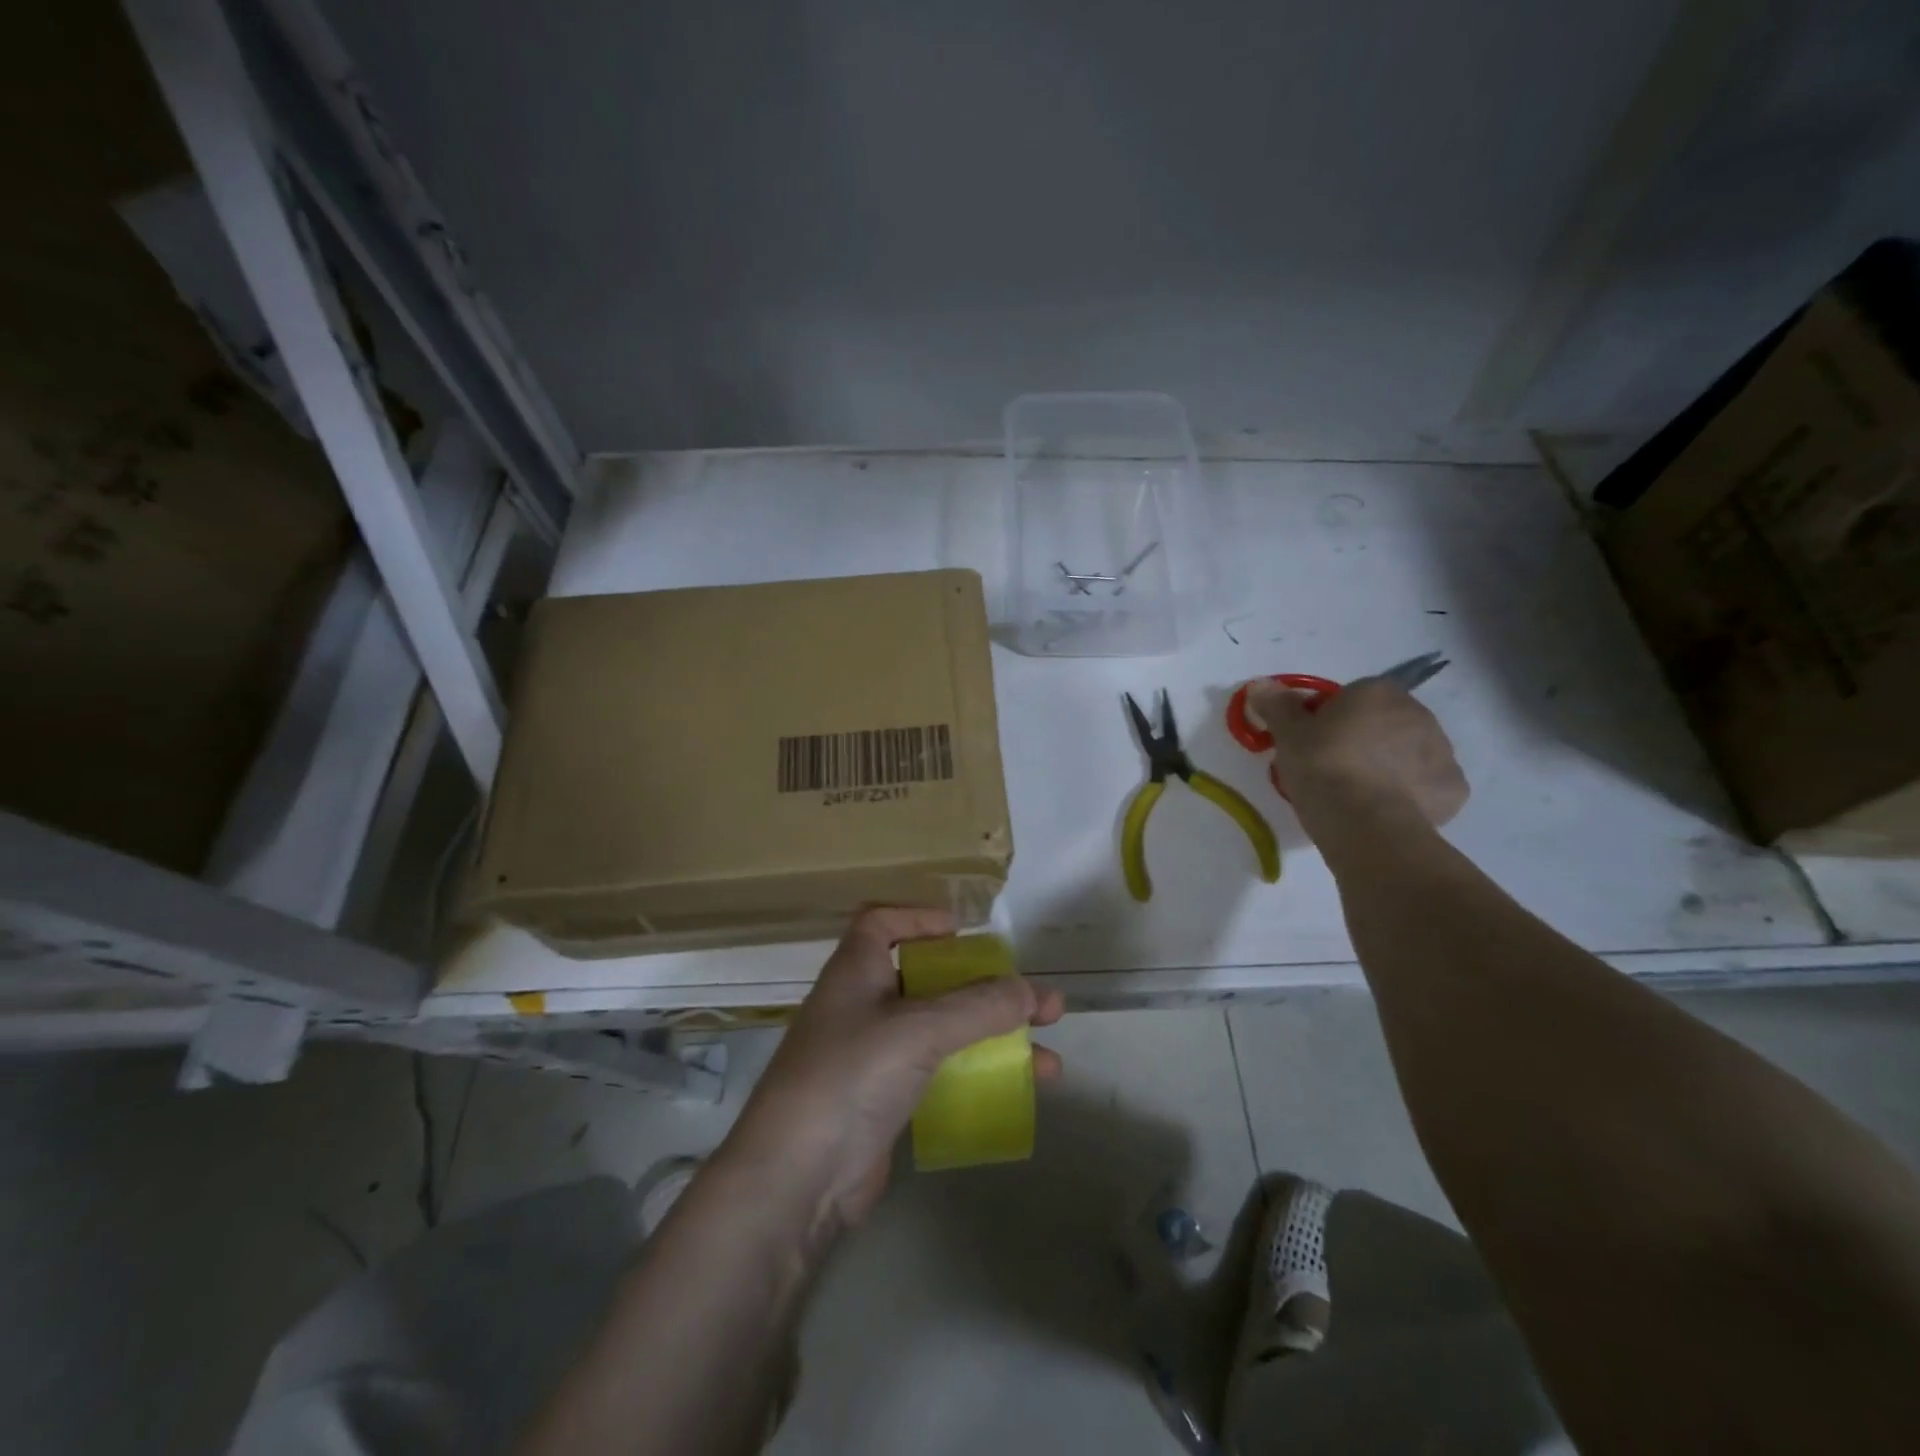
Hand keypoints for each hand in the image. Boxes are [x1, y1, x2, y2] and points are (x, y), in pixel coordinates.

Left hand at [718, 908, 1063, 1234]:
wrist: (795, 1179)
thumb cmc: (851, 1076)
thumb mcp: (918, 1029)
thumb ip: (977, 1006)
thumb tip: (1029, 991)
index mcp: (856, 971)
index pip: (882, 923)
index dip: (920, 919)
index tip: (965, 932)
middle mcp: (862, 1006)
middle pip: (930, 981)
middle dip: (987, 990)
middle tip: (1040, 1003)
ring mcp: (872, 1057)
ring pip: (943, 1032)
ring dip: (994, 1038)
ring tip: (1050, 1055)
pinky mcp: (884, 1102)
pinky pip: (939, 1074)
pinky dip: (976, 1075)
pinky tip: (1017, 1091)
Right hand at [1246, 676, 1467, 831]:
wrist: (1365, 823)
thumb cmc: (1322, 767)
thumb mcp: (1287, 734)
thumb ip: (1277, 705)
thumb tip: (1262, 685)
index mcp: (1378, 692)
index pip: (1352, 697)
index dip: (1330, 719)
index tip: (1312, 743)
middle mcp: (1418, 713)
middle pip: (1384, 723)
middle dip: (1363, 740)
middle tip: (1332, 769)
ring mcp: (1443, 751)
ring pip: (1408, 753)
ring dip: (1388, 766)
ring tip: (1356, 794)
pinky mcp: (1453, 789)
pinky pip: (1426, 785)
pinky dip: (1409, 795)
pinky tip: (1383, 810)